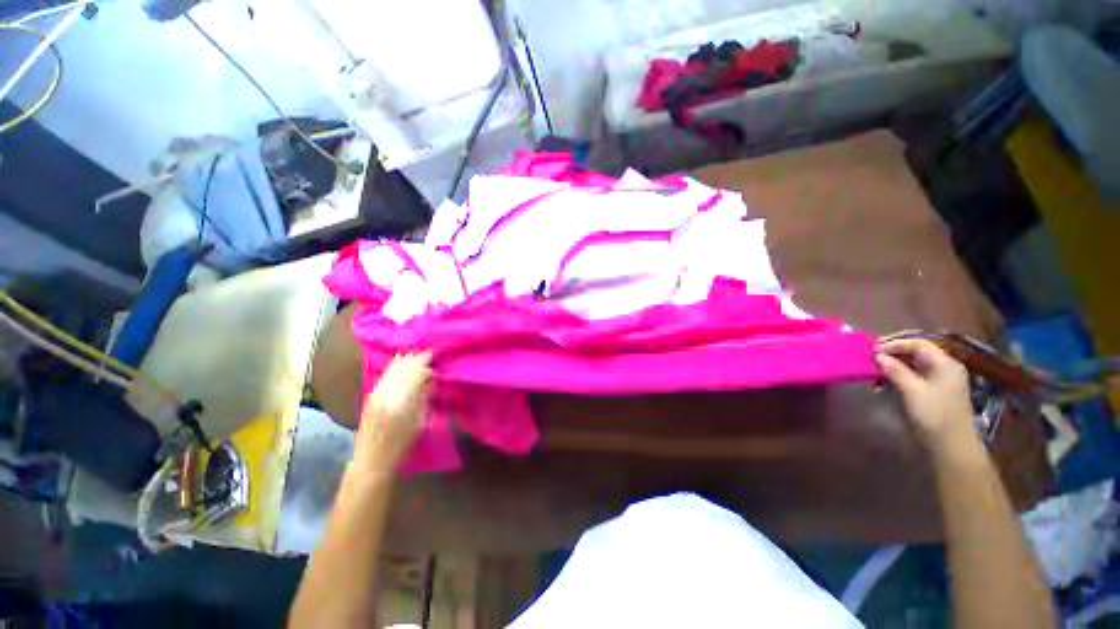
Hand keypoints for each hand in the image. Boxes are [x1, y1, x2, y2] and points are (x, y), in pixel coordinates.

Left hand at [353, 353, 431, 472]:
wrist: (371, 460)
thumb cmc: (401, 445)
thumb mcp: (420, 422)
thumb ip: (425, 397)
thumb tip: (432, 379)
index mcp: (402, 400)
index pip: (417, 372)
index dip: (428, 363)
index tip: (438, 358)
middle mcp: (387, 391)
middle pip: (404, 366)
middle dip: (418, 358)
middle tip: (431, 355)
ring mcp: (376, 392)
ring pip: (393, 367)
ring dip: (407, 360)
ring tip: (418, 356)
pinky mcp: (371, 395)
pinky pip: (386, 373)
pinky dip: (395, 365)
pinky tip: (401, 360)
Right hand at [876, 339, 976, 453]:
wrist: (951, 444)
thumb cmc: (935, 414)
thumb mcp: (913, 391)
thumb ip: (896, 371)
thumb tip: (879, 356)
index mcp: (945, 364)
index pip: (918, 344)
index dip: (895, 343)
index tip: (874, 349)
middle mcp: (943, 368)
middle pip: (915, 353)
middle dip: (892, 354)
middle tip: (871, 357)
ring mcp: (938, 381)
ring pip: (912, 365)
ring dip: (891, 367)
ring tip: (873, 372)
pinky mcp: (932, 392)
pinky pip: (912, 377)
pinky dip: (896, 378)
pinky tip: (881, 386)